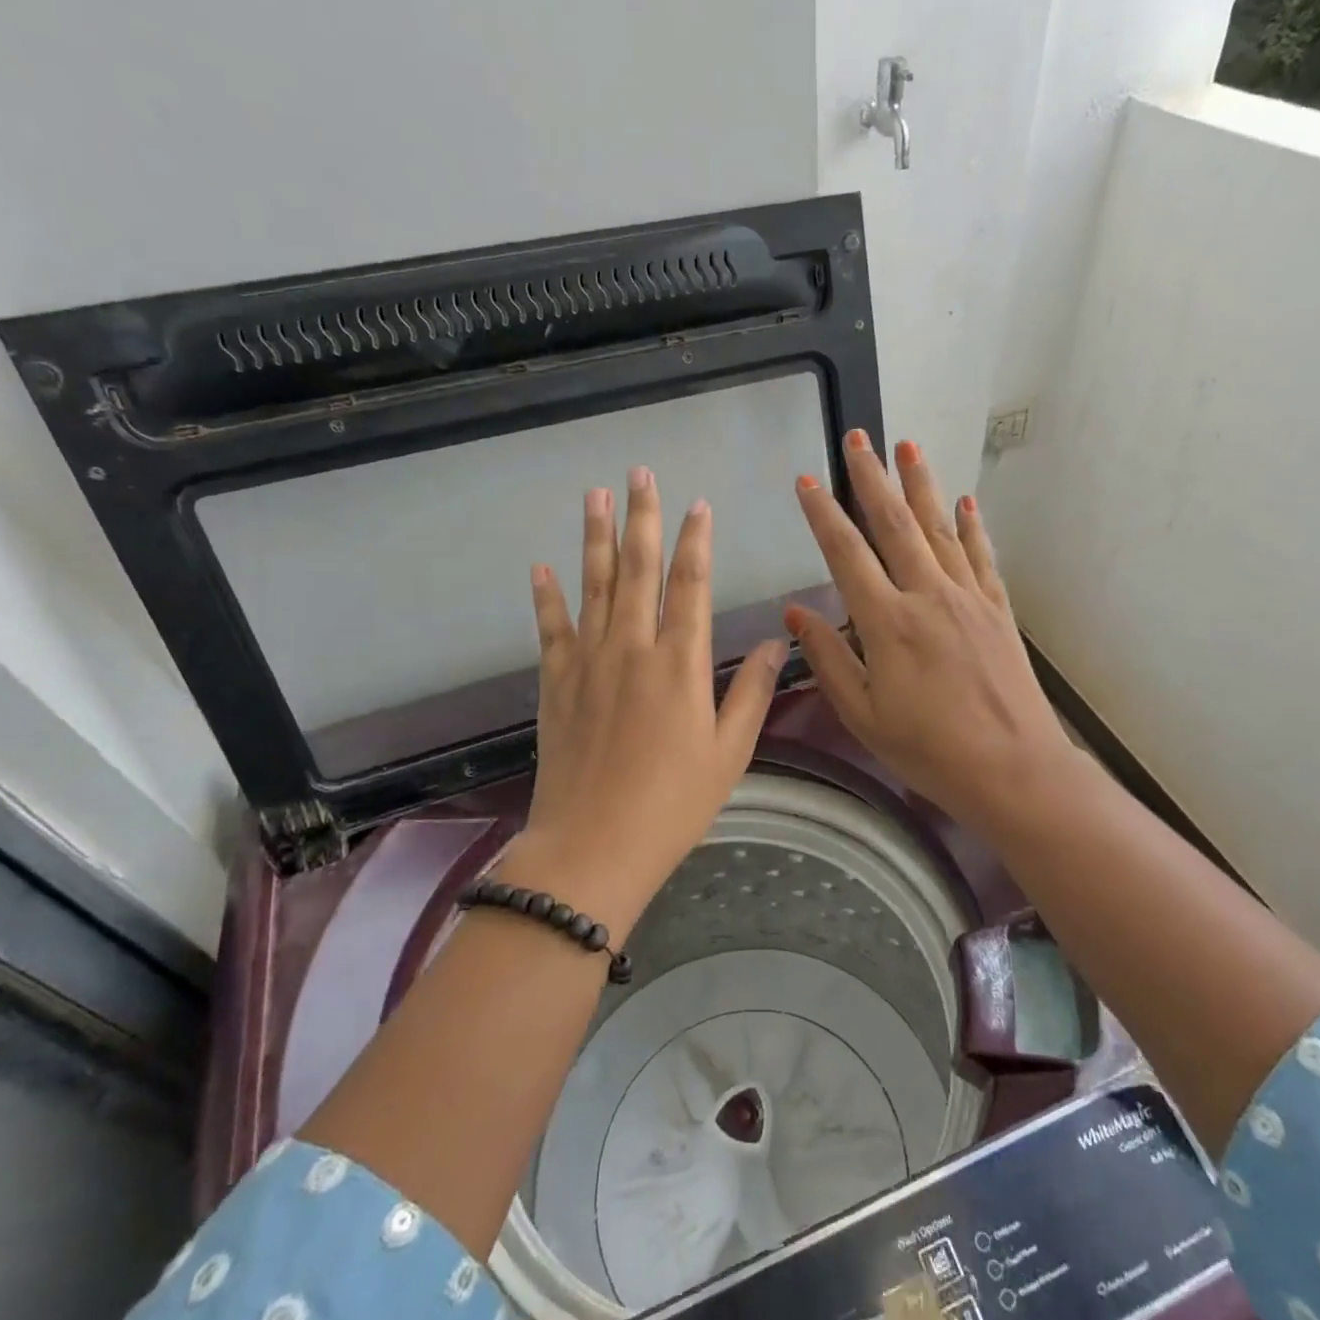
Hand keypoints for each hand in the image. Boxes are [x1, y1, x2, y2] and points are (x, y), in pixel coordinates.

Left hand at [523, 466, 786, 922]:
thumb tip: (778, 641)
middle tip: (639, 474)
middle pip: (637, 570)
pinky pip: (551, 628)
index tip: (698, 505)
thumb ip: (752, 691)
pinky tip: (542, 567)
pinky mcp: (556, 684)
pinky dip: (546, 597)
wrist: (594, 845)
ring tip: (595, 497)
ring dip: (596, 539)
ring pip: (594, 586)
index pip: (690, 586)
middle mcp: (632, 648)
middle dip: (642, 518)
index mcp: (681, 664)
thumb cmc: (674, 803)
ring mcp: (588, 663)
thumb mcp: (730, 752)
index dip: (695, 542)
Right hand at [786, 433, 1074, 833]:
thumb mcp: (863, 715)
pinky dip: (971, 526)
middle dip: (872, 479)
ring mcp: (968, 598)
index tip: (806, 481)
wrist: (1013, 769)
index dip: (822, 515)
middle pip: (894, 525)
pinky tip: (964, 502)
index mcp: (887, 623)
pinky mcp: (998, 610)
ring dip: (921, 486)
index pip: (846, 554)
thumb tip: (796, 613)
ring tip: (908, 447)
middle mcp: (928, 596)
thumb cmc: (928, 750)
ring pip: (939, 529)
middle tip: (859, 438)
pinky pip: (981, 557)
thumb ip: (829, 659)